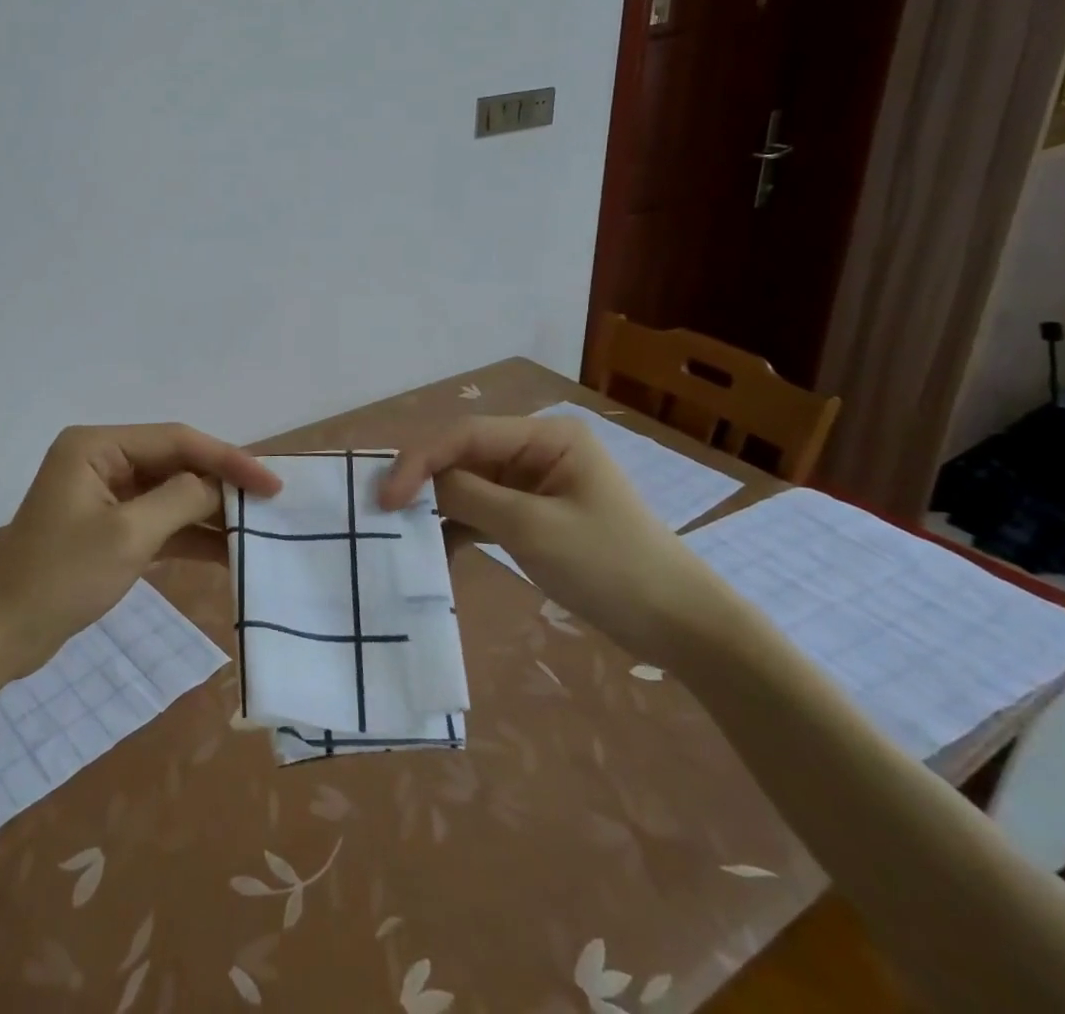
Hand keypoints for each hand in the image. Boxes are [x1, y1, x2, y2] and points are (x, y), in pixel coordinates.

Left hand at [0, 424, 281, 678]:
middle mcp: (101, 458)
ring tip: (256, 528)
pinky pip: (158, 520)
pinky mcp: (108, 525)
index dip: (227, 458)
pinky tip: (227, 552)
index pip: (176, 440)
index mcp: (97, 446)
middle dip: (221, 484)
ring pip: (170, 492)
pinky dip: (189, 535)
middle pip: (175, 462)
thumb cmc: (61, 578)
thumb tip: (218, 485)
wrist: (3, 634)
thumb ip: (180, 500)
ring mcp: (105, 492)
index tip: (271, 482)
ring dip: (209, 512)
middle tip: (271, 502)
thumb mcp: (128, 536)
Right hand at [379, 415, 738, 664]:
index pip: (465, 436)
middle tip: (382, 513)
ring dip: (437, 509)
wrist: (682, 628)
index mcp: (545, 436)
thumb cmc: (611, 566)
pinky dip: (457, 529)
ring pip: (467, 485)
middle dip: (424, 483)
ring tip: (402, 534)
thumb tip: (416, 485)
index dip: (419, 461)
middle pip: (463, 457)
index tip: (386, 498)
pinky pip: (482, 512)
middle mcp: (536, 451)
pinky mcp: (532, 516)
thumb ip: (469, 496)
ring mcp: (534, 484)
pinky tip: (435, 553)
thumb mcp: (533, 528)